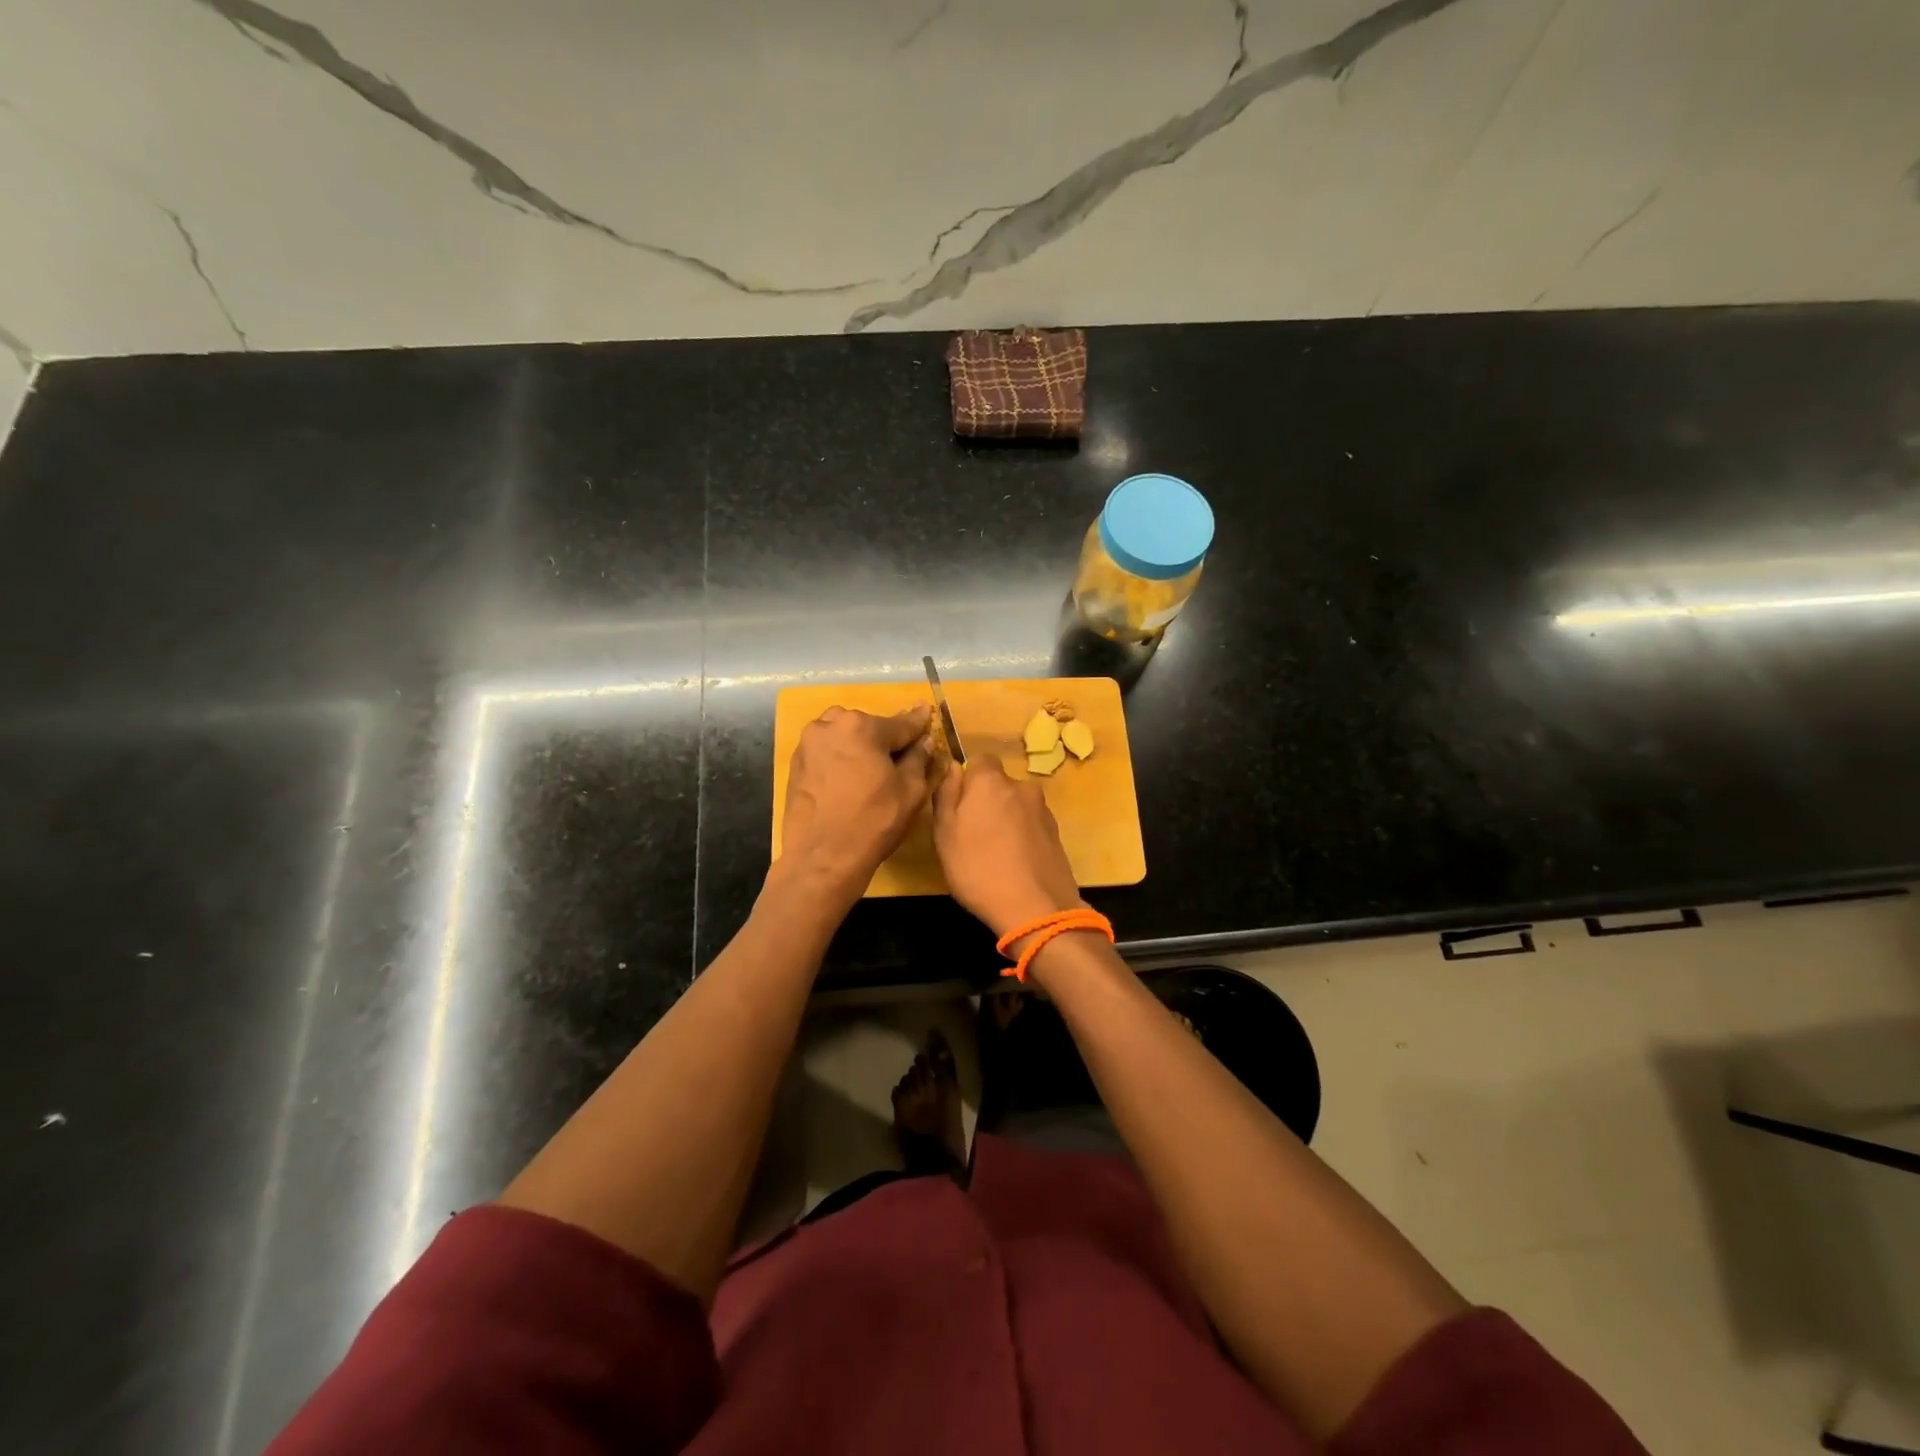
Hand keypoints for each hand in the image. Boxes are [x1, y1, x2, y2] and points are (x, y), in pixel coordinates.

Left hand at [778, 705, 932, 899]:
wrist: (822, 858)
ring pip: (843, 736)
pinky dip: (840, 759)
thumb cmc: (874, 822)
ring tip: (871, 769)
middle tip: (900, 758)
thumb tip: (923, 741)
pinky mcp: (796, 765)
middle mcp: (830, 725)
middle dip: (885, 738)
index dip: (919, 723)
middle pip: (868, 727)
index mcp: (862, 726)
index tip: (927, 711)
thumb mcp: (910, 790)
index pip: (900, 723)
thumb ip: (919, 758)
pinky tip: (849, 780)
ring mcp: (808, 744)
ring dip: (860, 746)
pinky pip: (826, 752)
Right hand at [932, 755, 1083, 937]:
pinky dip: (1023, 837)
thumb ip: (946, 795)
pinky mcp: (1057, 834)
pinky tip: (1015, 864)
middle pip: (1000, 785)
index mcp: (991, 781)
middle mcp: (1022, 787)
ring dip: (1007, 820)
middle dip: (988, 801)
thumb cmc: (978, 869)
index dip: (968, 780)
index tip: (959, 806)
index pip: (980, 760)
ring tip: (996, 854)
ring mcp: (1043, 811)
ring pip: (1017, 806)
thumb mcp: (945, 834)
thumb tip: (953, 768)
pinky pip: (1032, 826)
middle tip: (973, 835)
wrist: (1035, 908)